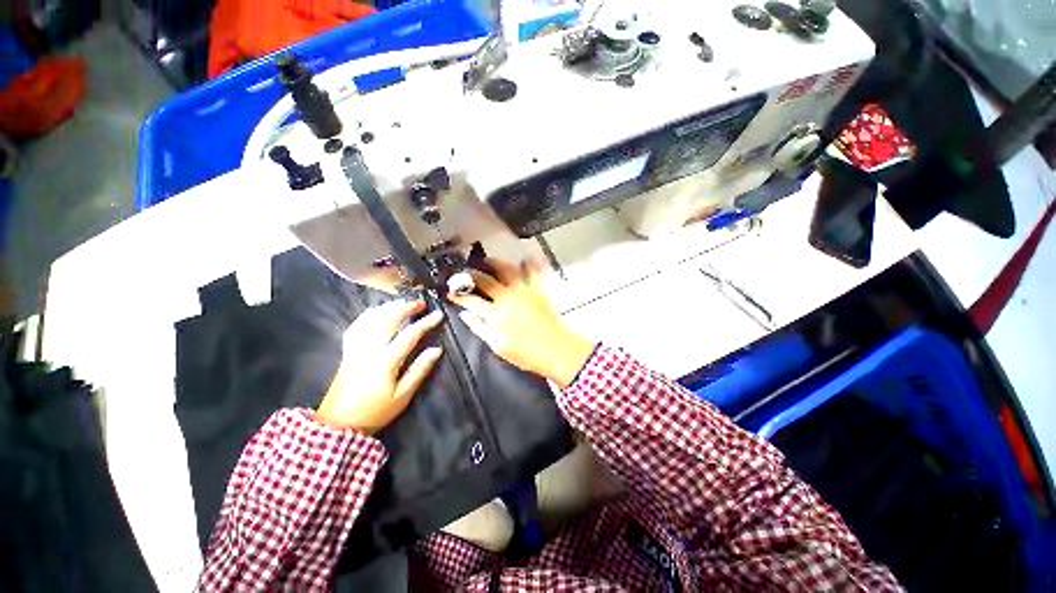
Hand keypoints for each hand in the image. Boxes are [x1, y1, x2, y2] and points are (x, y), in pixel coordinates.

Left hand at [317, 300, 443, 432]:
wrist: (338, 424)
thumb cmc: (375, 411)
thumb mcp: (403, 396)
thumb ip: (420, 370)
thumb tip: (437, 350)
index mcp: (385, 361)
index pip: (409, 335)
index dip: (426, 322)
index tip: (439, 314)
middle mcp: (369, 349)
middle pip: (388, 320)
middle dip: (406, 308)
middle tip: (420, 303)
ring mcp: (355, 348)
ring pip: (372, 319)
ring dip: (389, 307)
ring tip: (403, 303)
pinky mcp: (347, 351)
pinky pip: (357, 325)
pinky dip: (369, 315)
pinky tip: (377, 312)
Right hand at [448, 259, 594, 388]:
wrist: (556, 350)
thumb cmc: (526, 353)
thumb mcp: (497, 346)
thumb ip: (479, 328)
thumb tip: (466, 315)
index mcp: (495, 314)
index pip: (470, 300)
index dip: (458, 295)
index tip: (451, 292)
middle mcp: (507, 297)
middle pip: (485, 280)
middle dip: (471, 274)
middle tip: (466, 271)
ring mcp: (524, 291)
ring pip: (506, 269)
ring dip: (495, 262)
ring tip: (489, 260)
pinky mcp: (539, 290)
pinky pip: (534, 271)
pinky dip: (529, 263)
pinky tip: (525, 258)